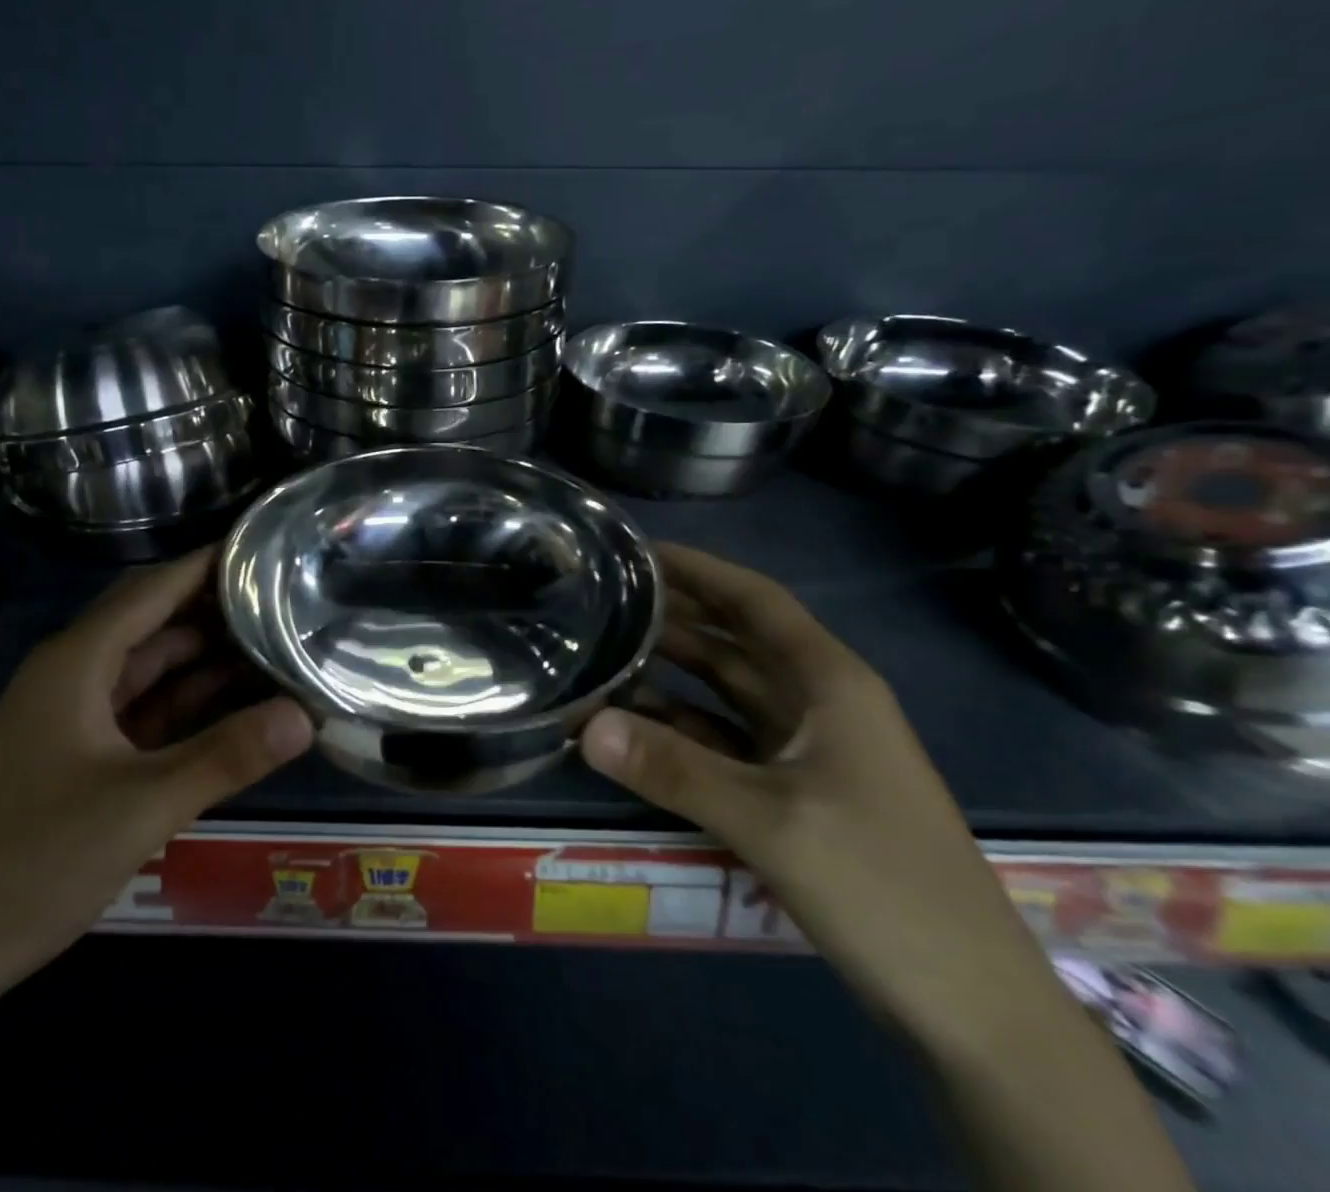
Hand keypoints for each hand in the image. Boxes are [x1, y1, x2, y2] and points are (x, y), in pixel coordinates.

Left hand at [0, 547, 312, 1002]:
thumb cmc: (32, 861)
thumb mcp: (141, 806)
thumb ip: (226, 756)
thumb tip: (306, 715)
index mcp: (77, 661)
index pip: (154, 588)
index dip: (208, 564)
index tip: (266, 547)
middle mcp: (73, 673)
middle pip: (155, 620)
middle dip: (216, 608)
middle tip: (286, 598)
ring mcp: (74, 714)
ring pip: (151, 665)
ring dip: (206, 657)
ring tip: (274, 643)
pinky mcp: (78, 752)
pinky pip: (143, 707)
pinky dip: (187, 701)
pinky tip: (234, 702)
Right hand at [581, 544, 1056, 1051]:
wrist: (972, 1007)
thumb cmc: (883, 887)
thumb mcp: (771, 821)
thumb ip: (674, 768)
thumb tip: (586, 725)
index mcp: (830, 682)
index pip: (755, 601)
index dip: (698, 569)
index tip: (636, 551)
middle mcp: (819, 702)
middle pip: (735, 640)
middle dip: (674, 616)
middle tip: (601, 600)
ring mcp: (808, 748)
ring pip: (726, 691)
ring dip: (671, 674)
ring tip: (603, 654)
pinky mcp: (795, 791)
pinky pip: (725, 741)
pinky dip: (682, 729)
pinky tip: (634, 727)